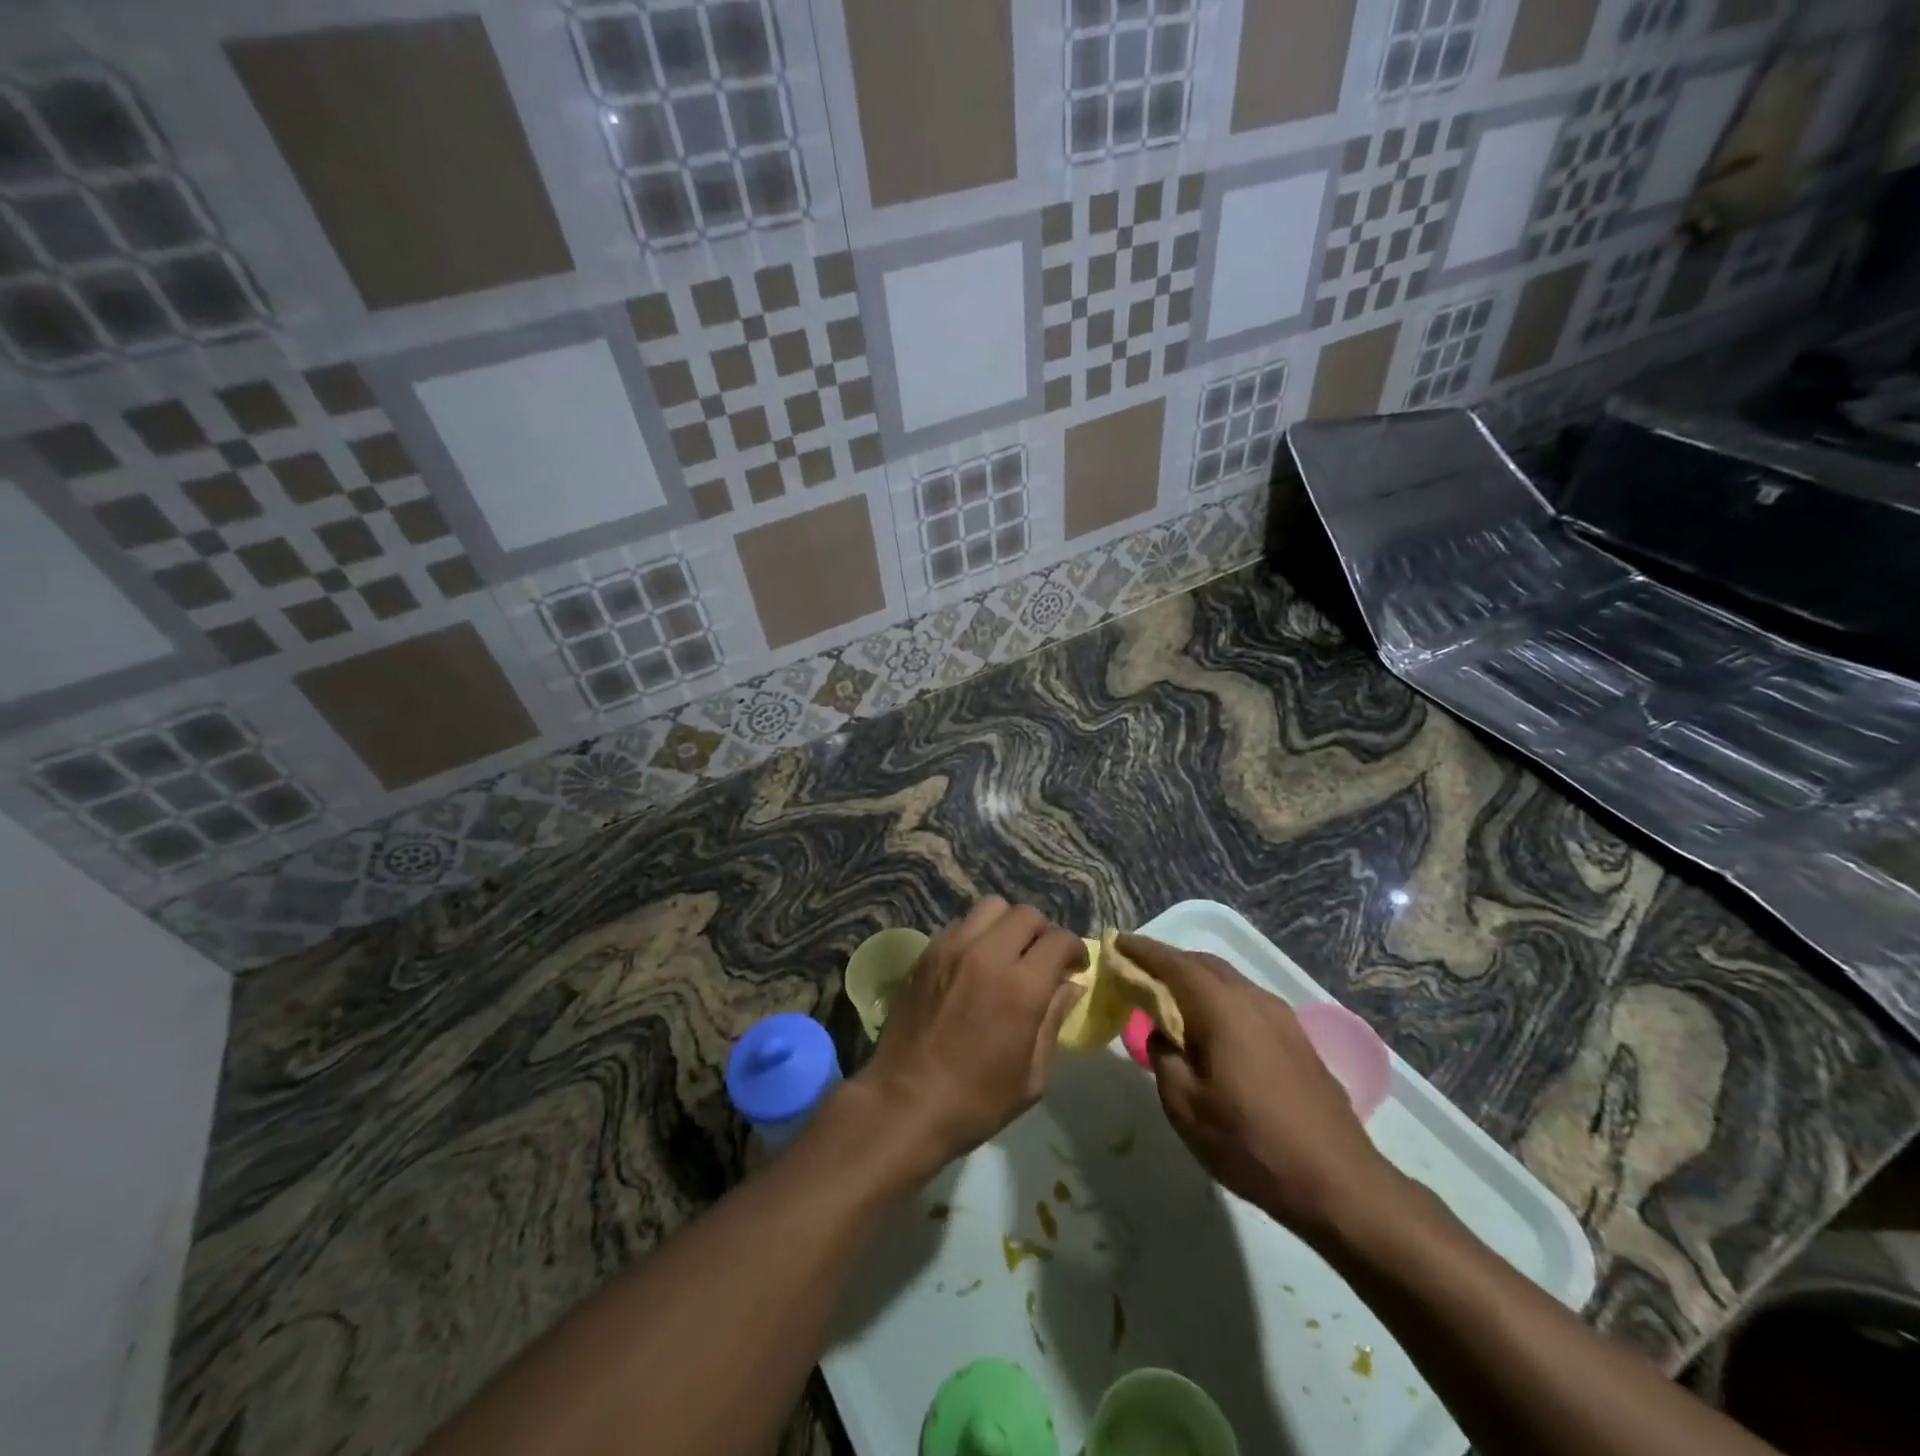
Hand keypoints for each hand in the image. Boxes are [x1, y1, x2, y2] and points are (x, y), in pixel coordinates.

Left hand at [856, 898, 1085, 1176]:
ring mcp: (951, 949)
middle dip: (1043, 933)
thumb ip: (1054, 1020)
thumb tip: (1071, 986)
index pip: (1059, 940)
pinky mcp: (926, 954)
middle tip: (1042, 961)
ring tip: (1007, 955)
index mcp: (1021, 986)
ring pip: (990, 907)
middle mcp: (987, 954)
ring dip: (1007, 925)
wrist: (904, 1103)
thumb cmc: (976, 1101)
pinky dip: (977, 935)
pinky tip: (974, 965)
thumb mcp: (1032, 1075)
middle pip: (1026, 914)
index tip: (1075, 968)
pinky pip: (960, 925)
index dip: (1075, 950)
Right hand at [1118, 934, 1397, 1241]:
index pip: (1174, 963)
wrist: (1338, 1182)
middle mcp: (1253, 1000)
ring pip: (1230, 982)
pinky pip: (1248, 1002)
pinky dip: (1221, 999)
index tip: (1118, 942)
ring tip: (1172, 997)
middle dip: (1170, 961)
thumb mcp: (1185, 1106)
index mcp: (1221, 1008)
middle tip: (1139, 970)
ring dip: (1197, 980)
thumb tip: (1161, 1033)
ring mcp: (1282, 1018)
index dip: (1143, 951)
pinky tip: (1213, 1027)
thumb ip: (1163, 1057)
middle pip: (1204, 964)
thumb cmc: (1250, 1143)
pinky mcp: (1298, 1039)